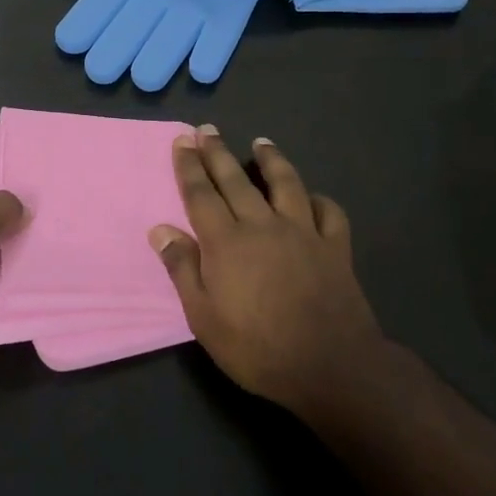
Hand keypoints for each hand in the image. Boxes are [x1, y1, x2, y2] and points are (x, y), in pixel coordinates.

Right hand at [150, 128, 386, 417]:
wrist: (330, 367)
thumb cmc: (257, 348)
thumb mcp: (204, 318)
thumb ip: (183, 269)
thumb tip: (160, 229)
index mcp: (227, 242)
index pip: (201, 194)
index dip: (189, 166)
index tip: (182, 141)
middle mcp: (263, 225)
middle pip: (236, 180)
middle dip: (218, 152)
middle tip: (207, 128)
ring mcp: (303, 233)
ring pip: (286, 184)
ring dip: (271, 160)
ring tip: (261, 142)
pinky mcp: (335, 247)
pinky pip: (329, 213)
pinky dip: (320, 200)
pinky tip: (313, 197)